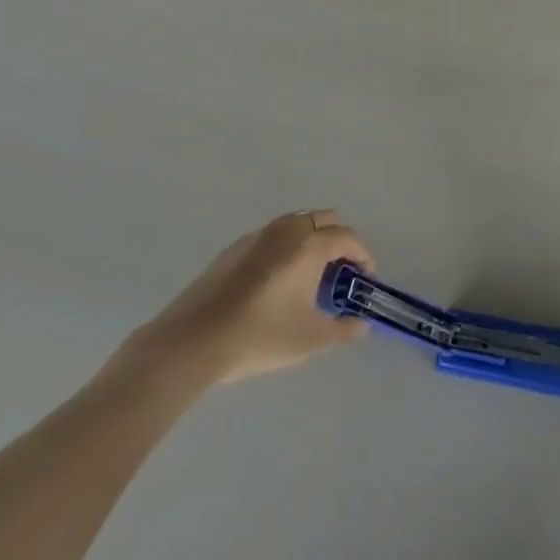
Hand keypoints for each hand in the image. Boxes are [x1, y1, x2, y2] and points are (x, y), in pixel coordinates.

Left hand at [128, 211, 373, 385]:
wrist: (194, 340)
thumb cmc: (260, 336)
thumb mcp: (310, 339)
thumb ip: (343, 329)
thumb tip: (361, 325)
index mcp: (310, 244)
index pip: (349, 238)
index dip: (363, 256)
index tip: (366, 280)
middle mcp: (287, 229)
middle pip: (325, 219)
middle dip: (340, 241)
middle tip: (341, 274)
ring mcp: (258, 234)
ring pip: (297, 223)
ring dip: (312, 239)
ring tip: (310, 276)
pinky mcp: (235, 247)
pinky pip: (273, 235)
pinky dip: (286, 246)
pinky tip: (276, 281)